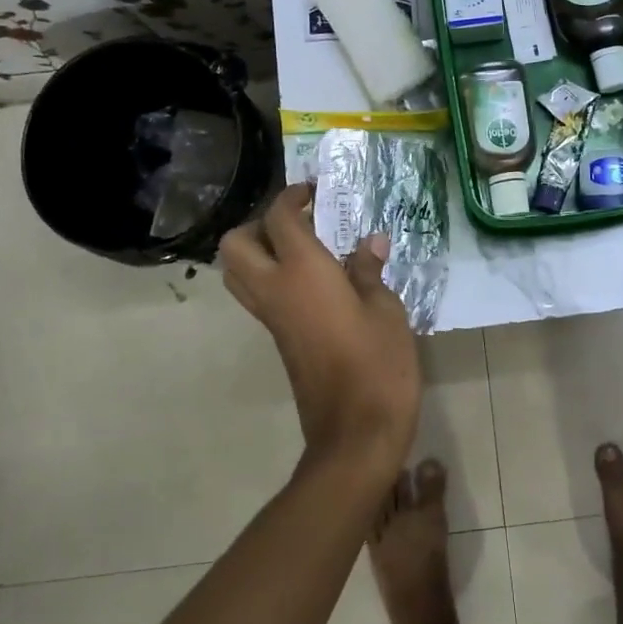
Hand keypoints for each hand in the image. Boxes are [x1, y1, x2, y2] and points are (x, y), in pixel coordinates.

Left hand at [220, 184, 421, 475]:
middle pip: (236, 243)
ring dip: (258, 250)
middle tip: (298, 222)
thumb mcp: (386, 310)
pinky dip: (271, 276)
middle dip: (259, 223)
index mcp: (303, 272)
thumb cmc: (378, 364)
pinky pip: (257, 295)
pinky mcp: (278, 339)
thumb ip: (370, 271)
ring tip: (303, 248)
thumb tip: (370, 243)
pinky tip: (314, 281)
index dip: (292, 197)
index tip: (314, 191)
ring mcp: (271, 318)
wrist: (355, 433)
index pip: (279, 219)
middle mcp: (275, 290)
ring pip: (237, 272)